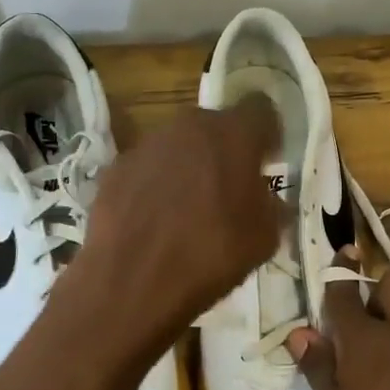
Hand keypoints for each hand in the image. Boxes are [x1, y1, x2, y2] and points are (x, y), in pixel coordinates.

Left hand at [68, 96, 282, 336]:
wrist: (133, 281)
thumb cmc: (212, 254)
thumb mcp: (265, 238)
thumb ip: (272, 206)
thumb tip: (269, 199)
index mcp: (234, 134)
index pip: (261, 109)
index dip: (267, 134)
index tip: (267, 161)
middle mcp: (190, 126)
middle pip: (216, 126)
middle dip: (226, 151)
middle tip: (229, 189)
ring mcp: (148, 144)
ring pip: (179, 145)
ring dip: (189, 167)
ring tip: (188, 209)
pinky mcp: (117, 167)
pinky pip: (148, 168)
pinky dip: (155, 185)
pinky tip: (155, 220)